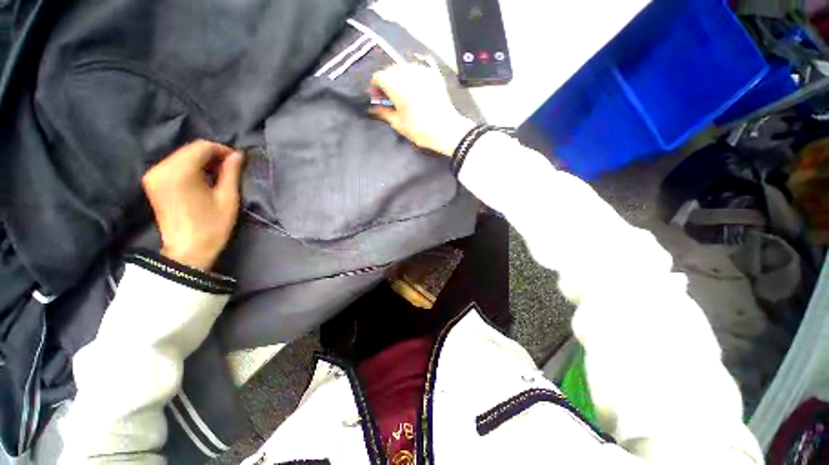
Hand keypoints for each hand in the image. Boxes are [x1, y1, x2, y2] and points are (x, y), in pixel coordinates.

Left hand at [142, 140, 243, 270]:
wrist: (187, 251)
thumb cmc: (211, 226)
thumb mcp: (227, 199)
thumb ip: (231, 173)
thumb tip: (237, 155)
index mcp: (179, 172)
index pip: (202, 146)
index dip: (222, 149)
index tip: (237, 161)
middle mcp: (161, 168)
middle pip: (190, 149)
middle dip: (212, 155)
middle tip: (230, 168)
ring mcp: (154, 175)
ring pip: (182, 155)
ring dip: (202, 161)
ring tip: (218, 175)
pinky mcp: (152, 182)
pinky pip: (174, 165)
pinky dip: (190, 167)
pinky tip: (203, 179)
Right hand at [370, 60, 474, 156]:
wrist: (446, 130)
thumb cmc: (419, 129)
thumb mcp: (398, 123)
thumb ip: (383, 112)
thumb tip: (374, 107)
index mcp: (395, 83)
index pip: (378, 76)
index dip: (375, 88)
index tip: (378, 99)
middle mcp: (407, 71)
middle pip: (390, 70)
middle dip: (387, 82)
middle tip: (389, 98)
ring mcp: (422, 70)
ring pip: (404, 68)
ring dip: (399, 78)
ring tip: (403, 93)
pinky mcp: (434, 74)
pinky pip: (418, 68)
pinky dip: (413, 75)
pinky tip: (415, 85)